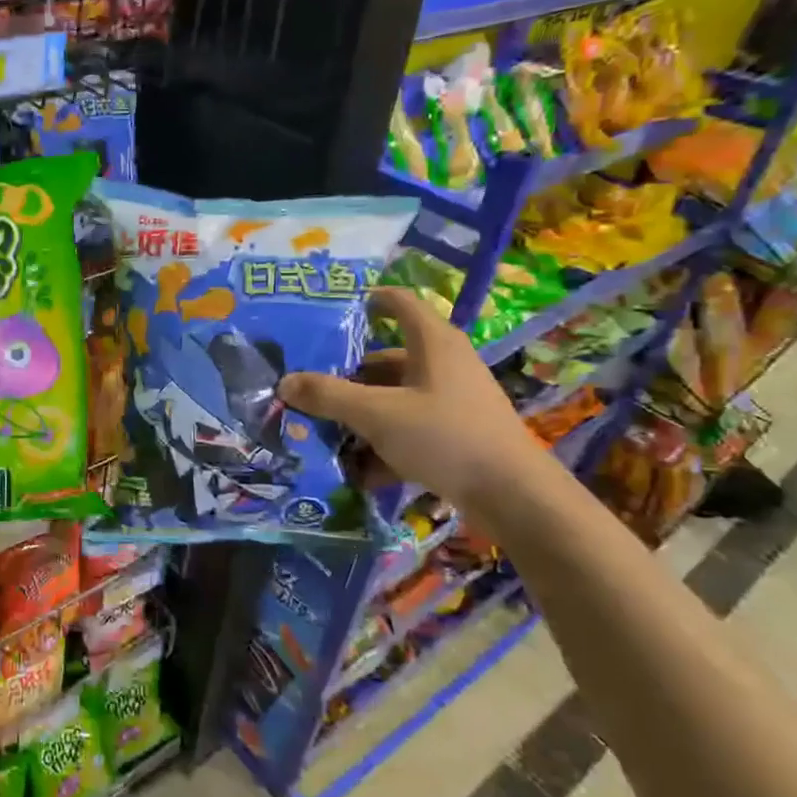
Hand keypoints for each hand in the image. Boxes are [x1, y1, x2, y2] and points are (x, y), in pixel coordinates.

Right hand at [277, 287, 541, 514]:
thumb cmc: (444, 437)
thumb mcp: (377, 414)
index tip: (328, 311)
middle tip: (307, 387)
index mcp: (432, 342)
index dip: (365, 300)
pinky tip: (356, 471)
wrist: (513, 496)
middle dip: (345, 375)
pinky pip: (407, 428)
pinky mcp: (455, 433)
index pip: (397, 302)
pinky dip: (382, 444)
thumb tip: (284, 382)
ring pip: (393, 397)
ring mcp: (451, 400)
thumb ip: (328, 396)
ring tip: (322, 432)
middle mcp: (443, 363)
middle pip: (384, 359)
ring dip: (360, 415)